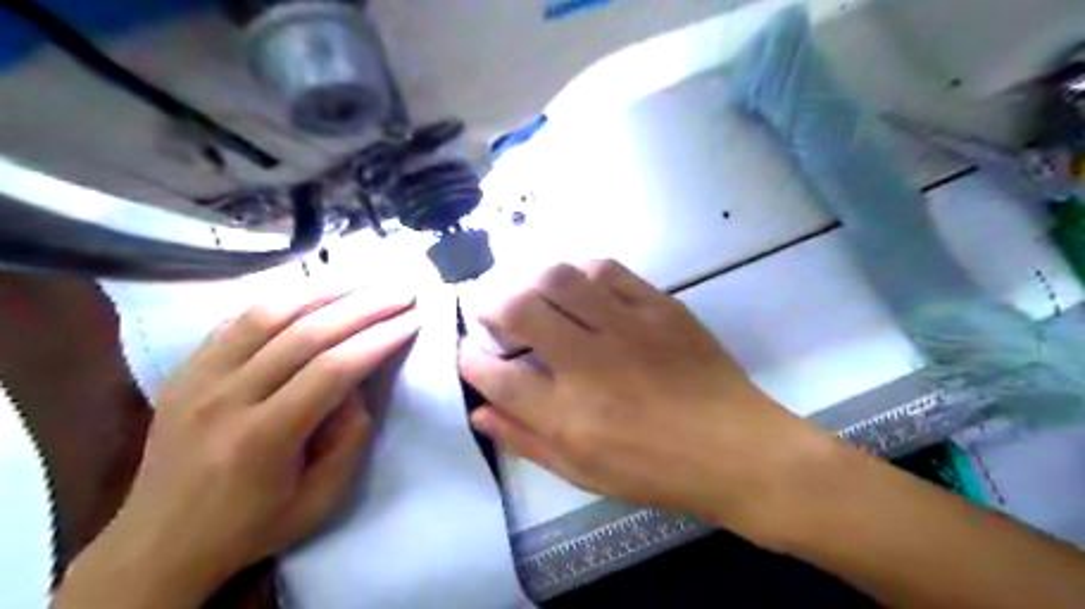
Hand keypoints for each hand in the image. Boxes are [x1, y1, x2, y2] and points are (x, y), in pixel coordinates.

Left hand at [53, 287, 419, 606]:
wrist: (157, 544)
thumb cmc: (251, 526)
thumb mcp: (320, 499)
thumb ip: (349, 438)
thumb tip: (358, 384)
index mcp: (262, 438)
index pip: (332, 369)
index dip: (378, 339)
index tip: (413, 319)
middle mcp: (225, 398)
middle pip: (304, 333)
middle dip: (363, 306)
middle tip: (400, 291)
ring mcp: (198, 379)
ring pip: (267, 314)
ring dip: (323, 291)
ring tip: (363, 279)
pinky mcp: (185, 370)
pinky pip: (237, 320)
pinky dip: (281, 300)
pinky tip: (311, 292)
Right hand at [460, 261, 831, 542]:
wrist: (737, 450)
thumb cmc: (656, 471)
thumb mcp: (583, 473)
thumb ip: (525, 441)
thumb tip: (479, 414)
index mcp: (568, 417)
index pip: (497, 376)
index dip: (471, 360)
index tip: (470, 354)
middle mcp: (590, 365)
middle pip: (521, 310)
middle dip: (492, 304)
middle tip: (493, 311)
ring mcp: (627, 329)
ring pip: (560, 279)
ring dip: (531, 280)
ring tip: (530, 292)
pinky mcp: (660, 308)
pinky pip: (608, 271)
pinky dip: (581, 272)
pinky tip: (578, 285)